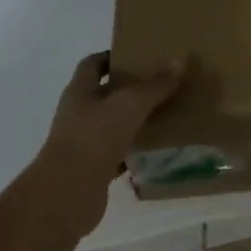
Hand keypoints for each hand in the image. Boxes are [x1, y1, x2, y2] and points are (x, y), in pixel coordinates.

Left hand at [33, 53, 183, 233]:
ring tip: (165, 115)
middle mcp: (78, 113)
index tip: (139, 56)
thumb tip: (182, 60)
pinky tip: (157, 151)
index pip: (92, 64)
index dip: (112, 57)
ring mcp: (84, 142)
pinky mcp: (92, 169)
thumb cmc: (94, 138)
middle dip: (129, 89)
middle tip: (161, 84)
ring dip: (134, 121)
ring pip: (112, 125)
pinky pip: (117, 154)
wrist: (68, 194)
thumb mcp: (129, 105)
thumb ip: (155, 85)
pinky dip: (134, 152)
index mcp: (79, 90)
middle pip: (104, 94)